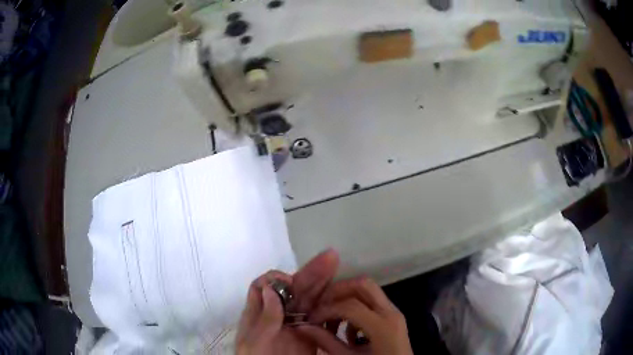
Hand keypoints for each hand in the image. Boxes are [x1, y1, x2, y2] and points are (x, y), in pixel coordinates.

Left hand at [236, 249, 339, 354]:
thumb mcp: (253, 343)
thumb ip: (263, 320)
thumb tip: (271, 290)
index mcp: (258, 315)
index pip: (264, 288)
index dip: (276, 280)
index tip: (289, 281)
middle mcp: (278, 317)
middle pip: (293, 291)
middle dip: (310, 273)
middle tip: (330, 257)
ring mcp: (296, 327)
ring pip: (310, 302)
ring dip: (323, 285)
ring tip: (337, 268)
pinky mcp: (311, 338)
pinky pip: (321, 320)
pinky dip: (331, 308)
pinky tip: (341, 297)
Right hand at [296, 277, 413, 354]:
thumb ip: (326, 342)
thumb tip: (302, 327)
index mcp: (383, 326)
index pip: (349, 305)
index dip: (326, 310)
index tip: (311, 320)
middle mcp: (391, 313)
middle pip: (363, 285)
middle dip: (337, 291)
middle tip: (320, 307)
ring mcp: (395, 313)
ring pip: (368, 291)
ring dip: (346, 300)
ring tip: (332, 322)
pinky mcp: (393, 318)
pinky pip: (373, 303)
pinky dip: (356, 310)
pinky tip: (348, 331)